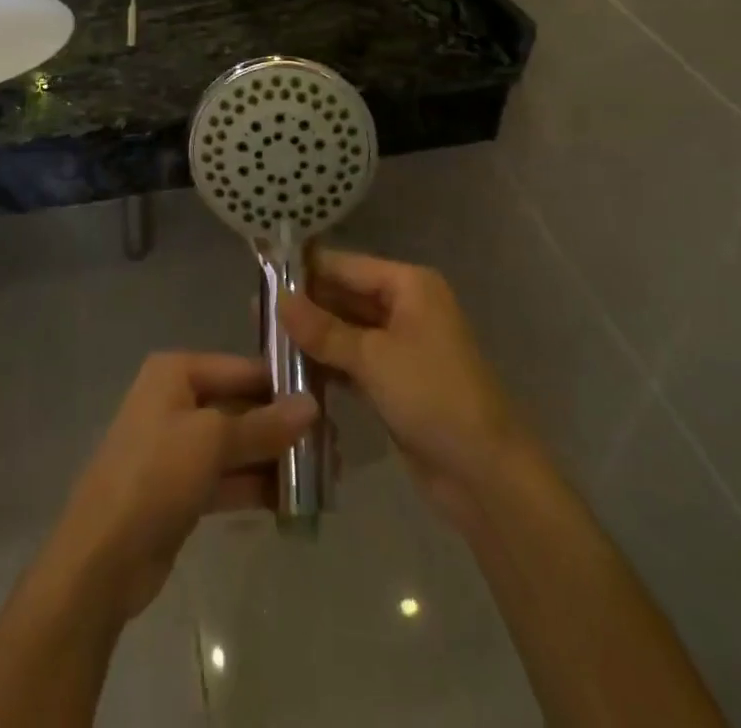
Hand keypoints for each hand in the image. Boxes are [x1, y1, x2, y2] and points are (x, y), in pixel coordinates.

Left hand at [43, 353, 315, 621]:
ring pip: (238, 445)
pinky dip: (257, 487)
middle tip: (334, 445)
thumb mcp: (212, 441)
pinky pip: (228, 478)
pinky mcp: (183, 489)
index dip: (283, 383)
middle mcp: (177, 400)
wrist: (101, 558)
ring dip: (276, 460)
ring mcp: (179, 446)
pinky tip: (295, 502)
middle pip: (242, 406)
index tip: (329, 400)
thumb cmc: (155, 475)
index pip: (242, 368)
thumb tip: (312, 405)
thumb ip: (264, 425)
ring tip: (324, 476)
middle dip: (284, 426)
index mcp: (177, 373)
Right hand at [280, 251, 520, 530]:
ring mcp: (400, 346)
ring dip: (312, 338)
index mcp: (408, 285)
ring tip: (264, 341)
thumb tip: (278, 299)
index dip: (305, 270)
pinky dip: (327, 365)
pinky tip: (290, 371)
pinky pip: (353, 362)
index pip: (346, 265)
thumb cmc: (433, 396)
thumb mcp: (374, 358)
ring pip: (346, 331)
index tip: (260, 276)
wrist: (486, 474)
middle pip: (345, 296)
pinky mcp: (394, 381)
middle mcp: (405, 307)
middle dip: (305, 307)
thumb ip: (323, 329)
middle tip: (255, 315)